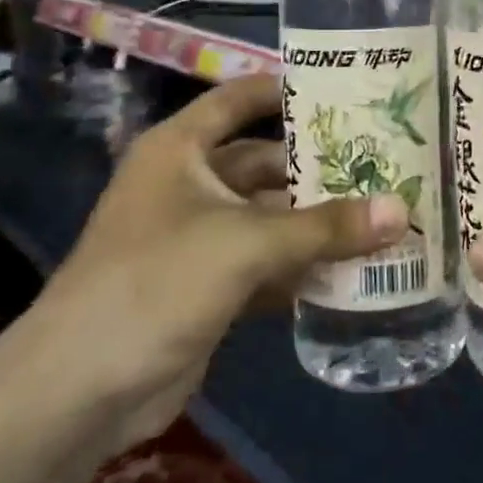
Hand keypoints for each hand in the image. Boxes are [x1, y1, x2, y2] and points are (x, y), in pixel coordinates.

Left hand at [34, 74, 407, 437]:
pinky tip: (354, 269)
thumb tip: (401, 210)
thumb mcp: (247, 245)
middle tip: (385, 162)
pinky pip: (267, 263)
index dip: (286, 90)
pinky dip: (303, 266)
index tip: (346, 90)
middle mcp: (188, 185)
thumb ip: (326, 228)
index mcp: (180, 150)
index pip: (239, 99)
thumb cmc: (157, 284)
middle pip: (265, 163)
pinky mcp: (208, 286)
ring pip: (271, 218)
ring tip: (384, 213)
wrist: (80, 392)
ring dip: (318, 222)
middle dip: (319, 167)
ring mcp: (198, 238)